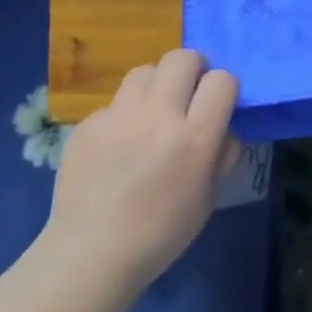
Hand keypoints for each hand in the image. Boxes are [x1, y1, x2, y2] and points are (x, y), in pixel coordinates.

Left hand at [44, 50, 239, 292]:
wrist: (91, 254)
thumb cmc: (162, 232)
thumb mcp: (209, 195)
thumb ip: (220, 154)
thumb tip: (221, 129)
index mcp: (195, 137)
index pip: (222, 80)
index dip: (224, 88)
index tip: (219, 105)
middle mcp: (158, 116)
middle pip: (182, 58)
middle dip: (193, 69)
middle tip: (189, 94)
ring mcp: (118, 117)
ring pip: (145, 70)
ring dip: (157, 84)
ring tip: (153, 112)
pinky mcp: (87, 124)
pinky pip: (114, 103)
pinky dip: (124, 115)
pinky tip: (119, 145)